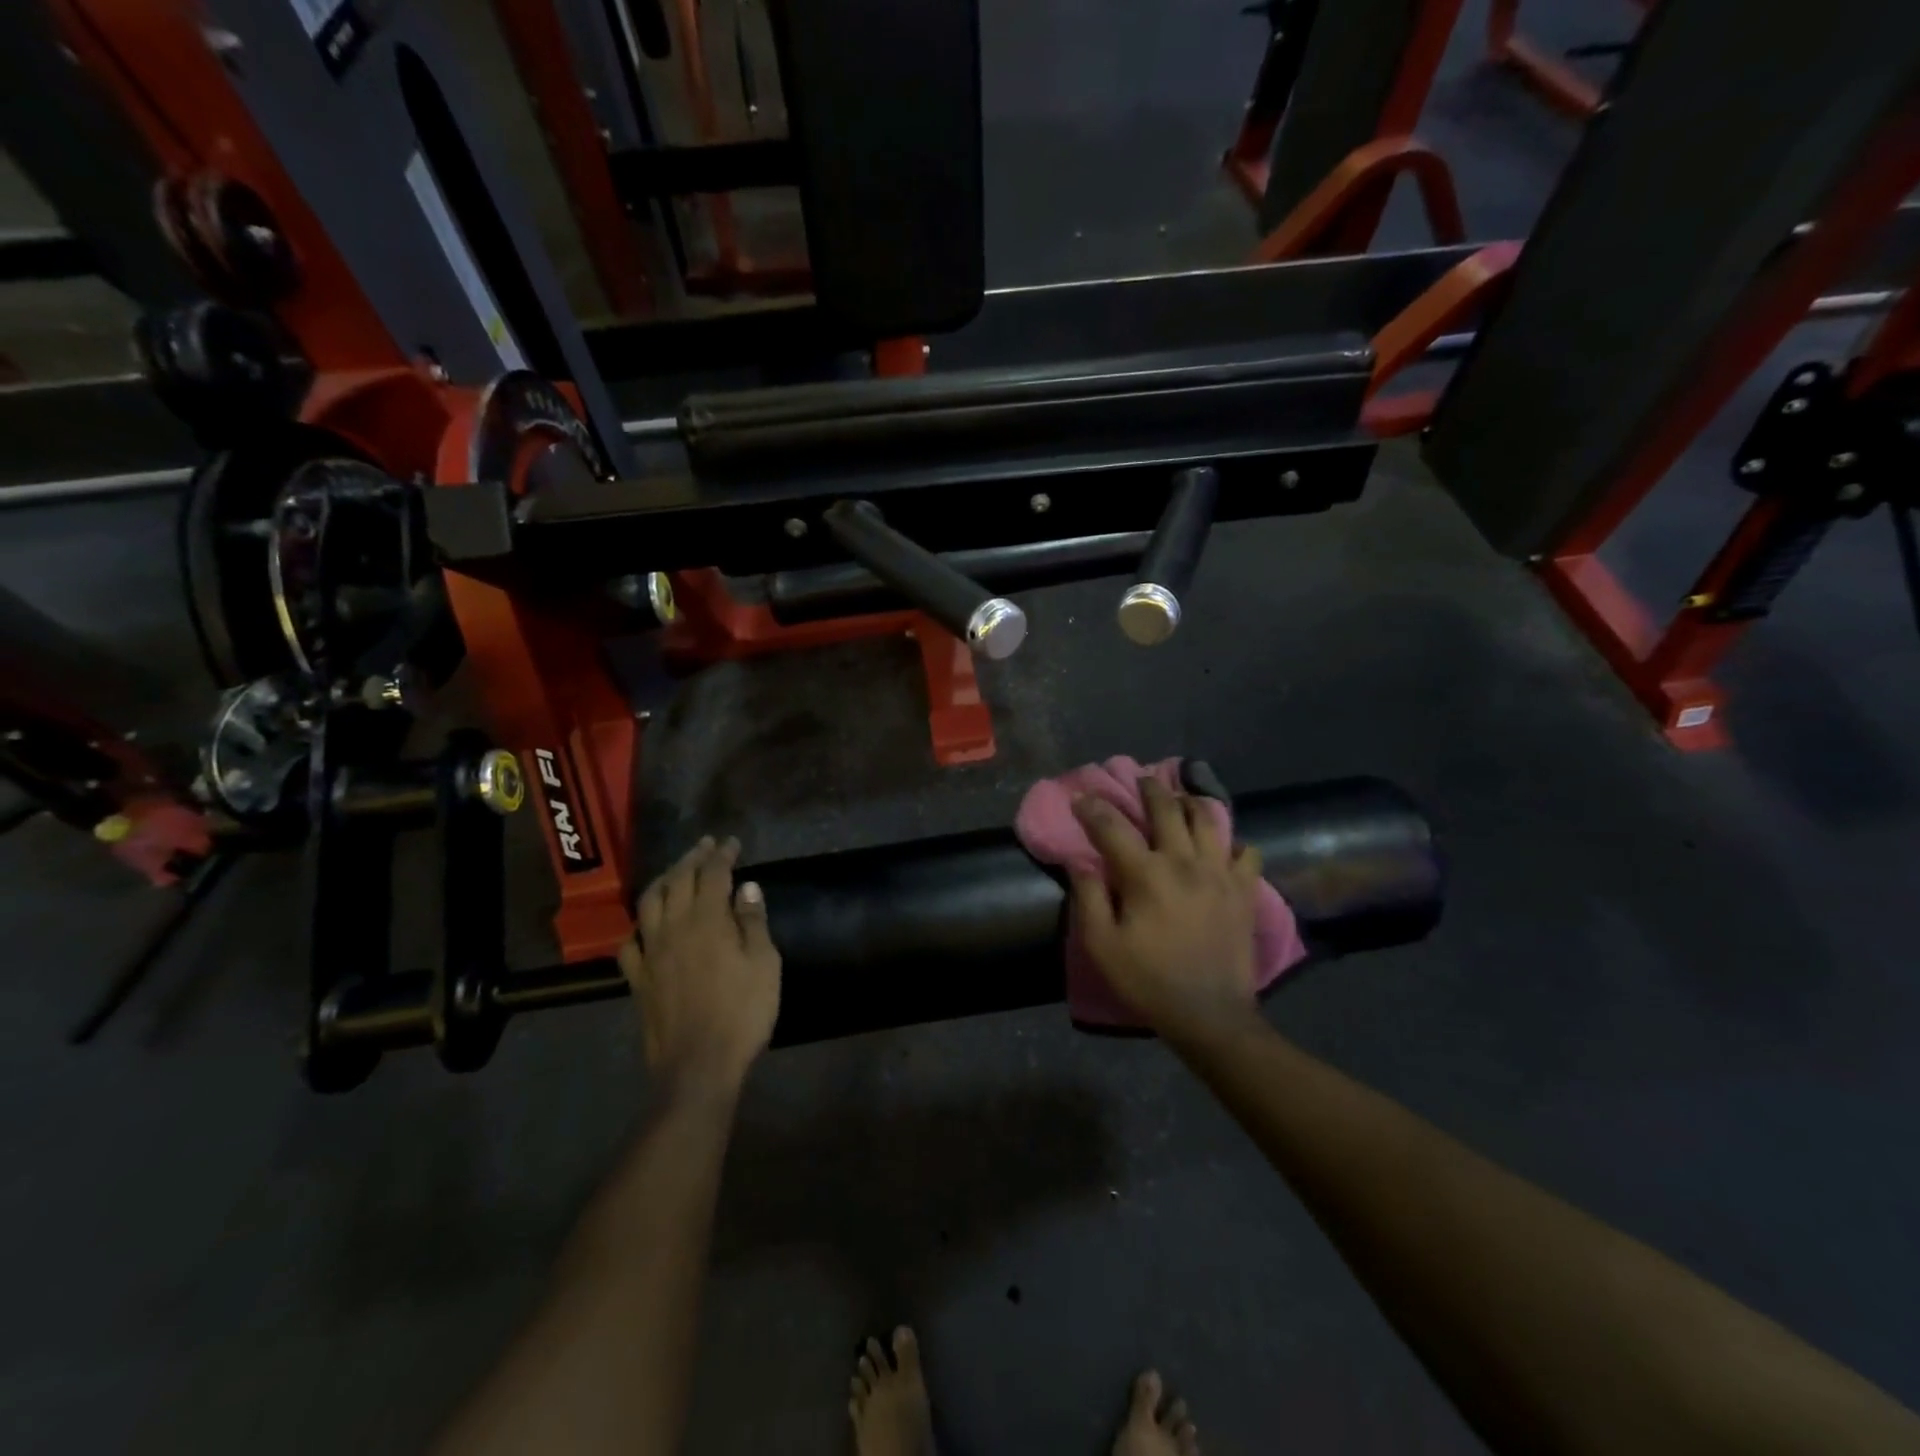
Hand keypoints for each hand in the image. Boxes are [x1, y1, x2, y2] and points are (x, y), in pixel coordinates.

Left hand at [618, 836, 781, 1097]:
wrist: (698, 1066)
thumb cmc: (742, 1013)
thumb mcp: (764, 964)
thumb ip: (753, 922)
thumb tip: (746, 887)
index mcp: (708, 920)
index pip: (713, 874)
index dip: (722, 854)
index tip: (731, 842)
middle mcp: (673, 927)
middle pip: (678, 880)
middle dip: (692, 858)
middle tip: (705, 846)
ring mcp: (651, 953)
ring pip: (649, 903)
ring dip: (664, 881)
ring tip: (676, 873)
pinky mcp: (637, 979)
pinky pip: (630, 943)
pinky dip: (640, 925)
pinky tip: (647, 926)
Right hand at [1070, 777, 1265, 1039]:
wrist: (1210, 1015)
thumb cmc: (1148, 981)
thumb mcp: (1102, 946)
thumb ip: (1088, 897)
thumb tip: (1078, 860)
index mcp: (1146, 874)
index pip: (1112, 827)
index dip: (1093, 808)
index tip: (1082, 798)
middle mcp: (1184, 862)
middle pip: (1167, 809)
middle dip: (1150, 789)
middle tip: (1141, 780)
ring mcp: (1220, 874)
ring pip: (1210, 820)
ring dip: (1192, 804)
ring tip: (1182, 800)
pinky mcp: (1244, 891)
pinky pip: (1246, 853)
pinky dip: (1233, 844)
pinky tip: (1223, 848)